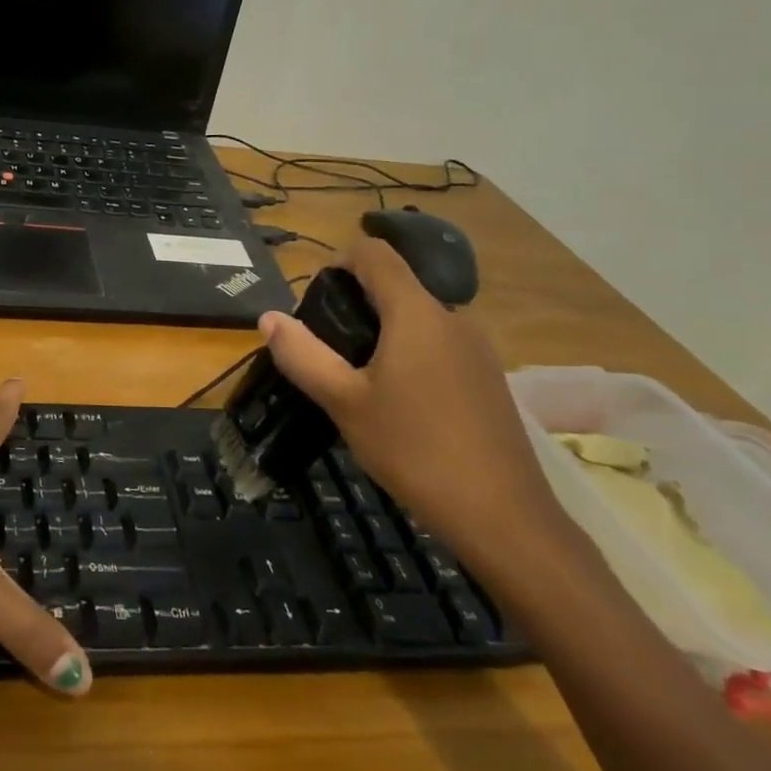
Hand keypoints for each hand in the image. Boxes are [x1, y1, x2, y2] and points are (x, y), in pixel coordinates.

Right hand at [258, 240, 562, 560]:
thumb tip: (268, 317)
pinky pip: (439, 346)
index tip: (315, 296)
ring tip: (356, 378)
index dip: (340, 259)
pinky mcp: (488, 379)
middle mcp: (453, 319)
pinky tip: (398, 403)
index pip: (376, 254)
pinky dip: (409, 354)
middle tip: (326, 347)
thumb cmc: (414, 450)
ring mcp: (477, 350)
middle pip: (396, 286)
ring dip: (382, 332)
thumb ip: (303, 354)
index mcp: (416, 314)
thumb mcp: (344, 402)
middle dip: (355, 303)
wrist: (502, 516)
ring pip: (418, 319)